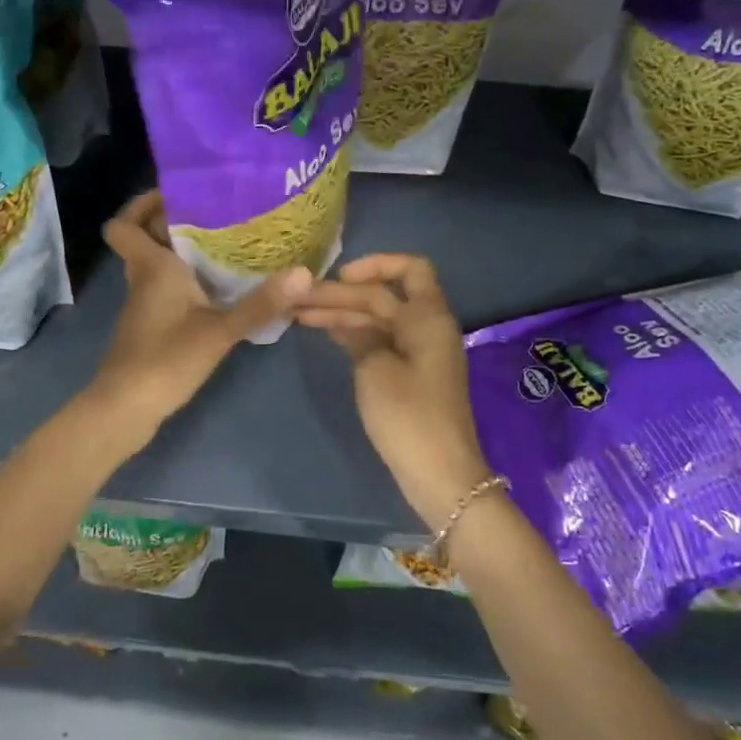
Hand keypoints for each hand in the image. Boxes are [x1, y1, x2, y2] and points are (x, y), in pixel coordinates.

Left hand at [90, 192, 310, 435]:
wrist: (126, 408)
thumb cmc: (166, 359)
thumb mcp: (220, 331)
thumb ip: (261, 303)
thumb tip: (304, 273)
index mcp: (151, 267)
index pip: (123, 224)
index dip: (141, 204)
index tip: (177, 194)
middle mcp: (142, 278)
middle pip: (145, 237)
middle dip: (173, 221)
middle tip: (217, 211)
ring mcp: (144, 303)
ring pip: (155, 262)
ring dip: (181, 250)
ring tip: (227, 241)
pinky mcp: (151, 324)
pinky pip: (164, 286)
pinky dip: (185, 278)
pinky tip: (218, 286)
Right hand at [295, 254, 493, 530]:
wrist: (441, 475)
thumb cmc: (408, 417)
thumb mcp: (376, 370)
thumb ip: (361, 335)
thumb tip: (351, 323)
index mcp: (428, 317)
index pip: (410, 268)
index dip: (375, 264)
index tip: (340, 276)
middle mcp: (428, 326)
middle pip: (385, 295)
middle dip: (343, 294)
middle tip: (300, 298)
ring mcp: (420, 351)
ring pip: (380, 318)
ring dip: (344, 314)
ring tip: (300, 314)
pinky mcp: (412, 374)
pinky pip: (382, 340)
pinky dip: (356, 334)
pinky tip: (327, 333)